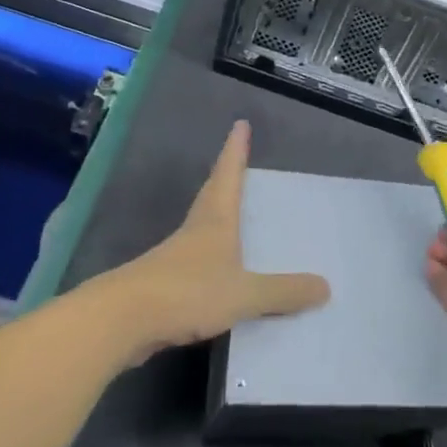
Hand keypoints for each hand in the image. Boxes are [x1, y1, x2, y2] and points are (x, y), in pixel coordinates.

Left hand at [103, 122, 328, 363]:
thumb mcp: (243, 293)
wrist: (120, 321)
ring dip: (217, 216)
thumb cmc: (186, 292)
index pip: (228, 175)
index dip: (235, 150)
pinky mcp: (162, 285)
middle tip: (237, 160)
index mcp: (215, 221)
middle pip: (212, 195)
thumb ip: (283, 292)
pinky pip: (195, 263)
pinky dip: (210, 259)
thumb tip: (326, 287)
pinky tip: (218, 274)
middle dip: (226, 176)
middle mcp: (194, 231)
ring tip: (235, 217)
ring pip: (201, 228)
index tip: (239, 124)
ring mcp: (174, 258)